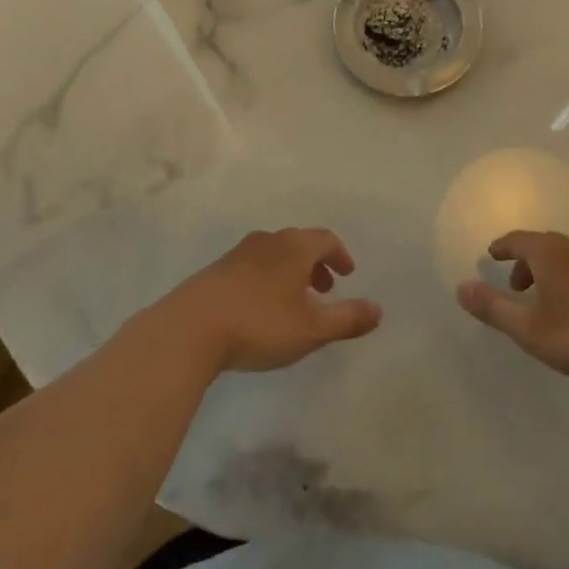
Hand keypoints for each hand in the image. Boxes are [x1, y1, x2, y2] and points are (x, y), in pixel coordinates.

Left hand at [159, 228, 382, 374]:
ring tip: (293, 301)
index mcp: (294, 247)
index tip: (347, 274)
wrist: (190, 329)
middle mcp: (267, 242)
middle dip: (316, 264)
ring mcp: (237, 254)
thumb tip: (378, 309)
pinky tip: (260, 308)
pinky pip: (252, 267)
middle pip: (299, 244)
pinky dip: (266, 279)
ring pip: (273, 255)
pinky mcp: (215, 272)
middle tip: (325, 289)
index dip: (340, 255)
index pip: (325, 239)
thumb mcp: (312, 329)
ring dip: (290, 272)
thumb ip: (347, 319)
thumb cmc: (260, 324)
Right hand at [456, 230, 568, 386]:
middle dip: (526, 262)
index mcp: (550, 252)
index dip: (503, 247)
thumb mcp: (531, 330)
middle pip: (543, 245)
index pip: (518, 240)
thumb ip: (494, 308)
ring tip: (547, 299)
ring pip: (568, 256)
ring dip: (551, 271)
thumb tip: (461, 287)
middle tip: (517, 286)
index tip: (492, 255)